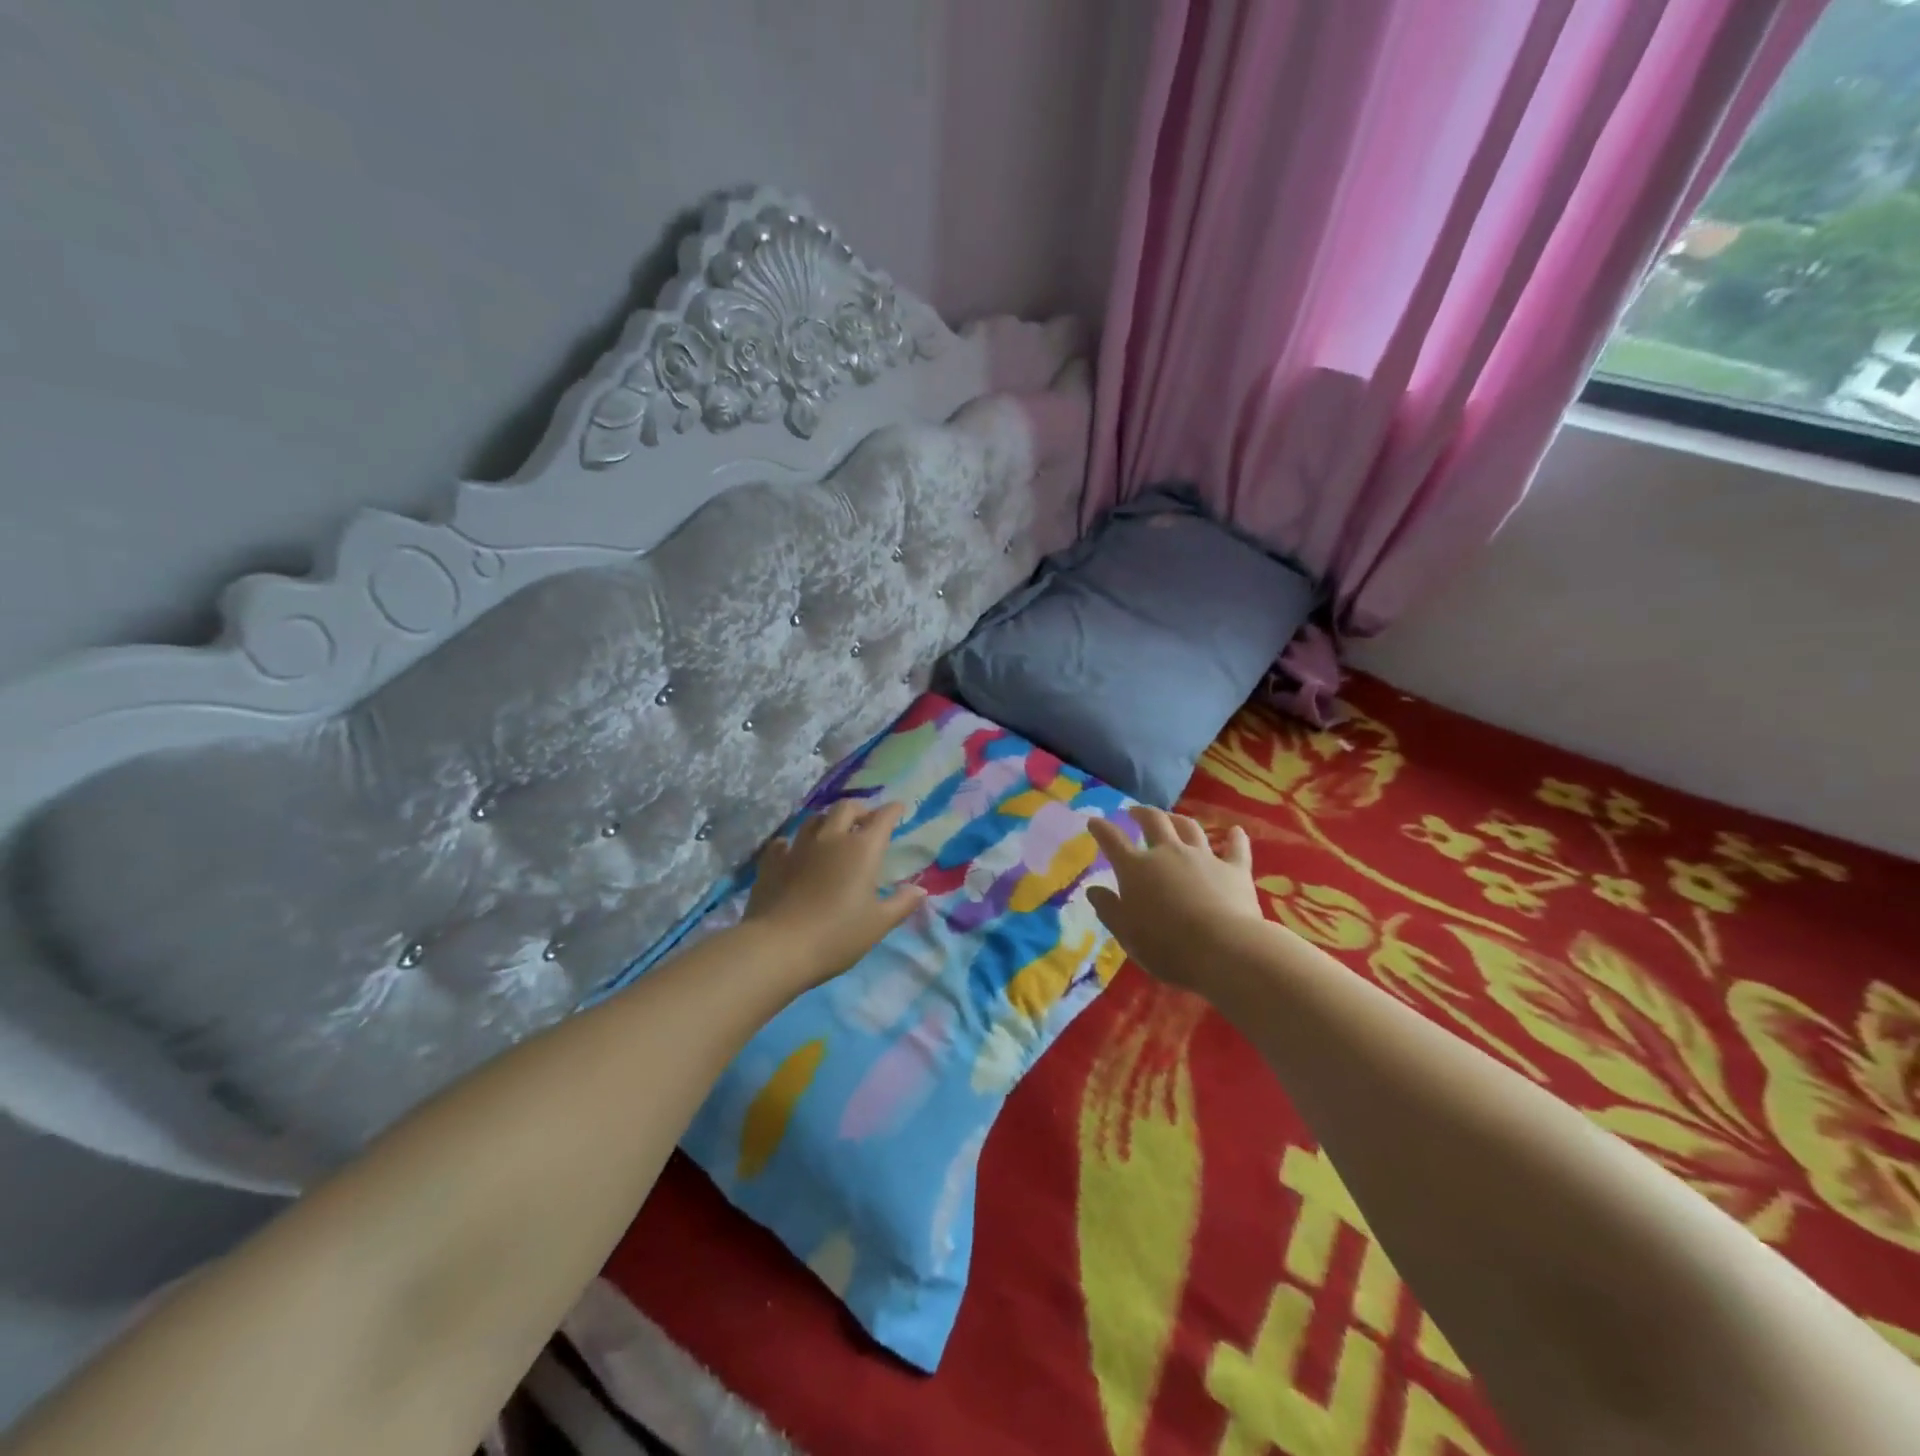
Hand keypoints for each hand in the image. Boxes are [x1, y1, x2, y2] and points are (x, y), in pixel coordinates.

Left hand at [744, 798, 927, 987]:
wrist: (778, 947)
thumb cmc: (837, 936)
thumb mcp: (878, 924)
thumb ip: (901, 904)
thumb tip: (920, 890)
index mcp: (862, 849)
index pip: (882, 818)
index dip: (892, 810)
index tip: (898, 808)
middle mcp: (831, 839)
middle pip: (846, 808)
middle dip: (860, 809)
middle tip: (866, 820)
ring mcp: (798, 847)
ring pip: (814, 819)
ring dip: (827, 821)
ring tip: (832, 832)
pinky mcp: (772, 862)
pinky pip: (783, 842)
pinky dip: (793, 843)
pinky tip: (793, 851)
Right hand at [1086, 807, 1266, 992]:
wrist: (1223, 949)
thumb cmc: (1166, 946)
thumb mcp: (1126, 933)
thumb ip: (1108, 909)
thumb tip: (1093, 890)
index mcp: (1136, 868)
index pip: (1113, 841)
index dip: (1102, 829)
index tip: (1095, 822)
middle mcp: (1168, 853)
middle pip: (1154, 822)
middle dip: (1141, 813)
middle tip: (1135, 811)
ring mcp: (1203, 857)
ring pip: (1189, 828)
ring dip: (1178, 819)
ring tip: (1172, 818)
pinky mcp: (1234, 869)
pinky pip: (1236, 848)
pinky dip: (1235, 838)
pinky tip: (1236, 831)